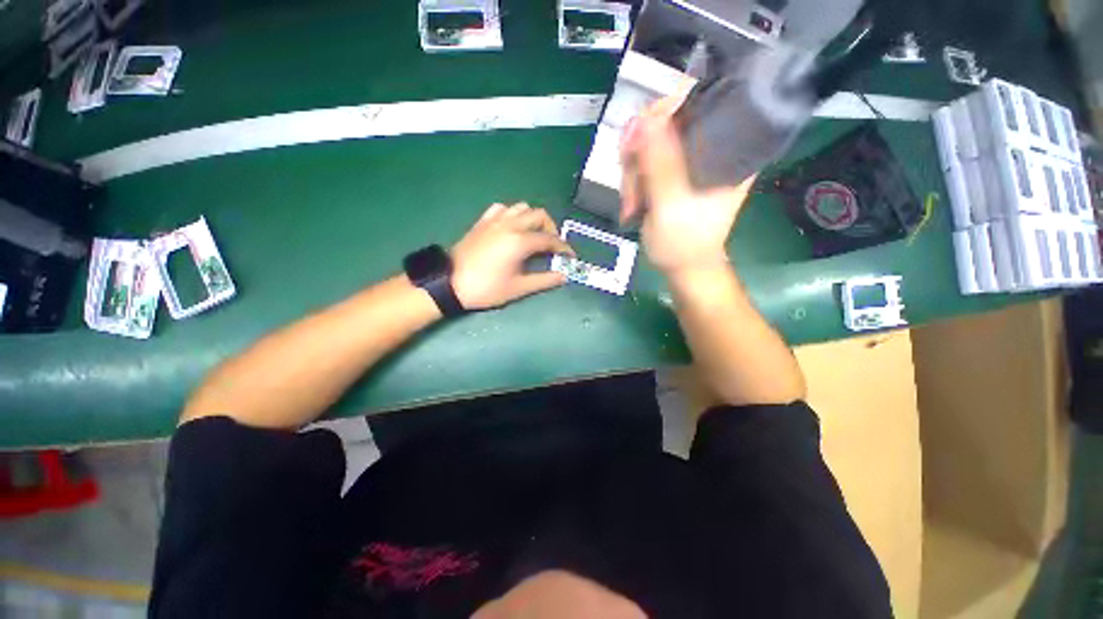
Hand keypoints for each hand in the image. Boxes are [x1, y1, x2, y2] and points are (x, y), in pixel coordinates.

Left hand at [451, 203, 574, 309]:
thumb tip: (563, 276)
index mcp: (520, 241)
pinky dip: (512, 215)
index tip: (570, 257)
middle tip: (552, 246)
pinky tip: (512, 227)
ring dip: (533, 219)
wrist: (450, 283)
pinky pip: (502, 209)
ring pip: (521, 207)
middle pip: (539, 215)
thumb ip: (544, 280)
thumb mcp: (518, 288)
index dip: (563, 248)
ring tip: (534, 235)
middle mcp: (510, 224)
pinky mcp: (482, 222)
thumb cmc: (486, 288)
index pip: (549, 239)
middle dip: (551, 229)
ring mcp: (495, 220)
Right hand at [619, 95, 754, 274]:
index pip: (701, 99)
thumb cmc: (684, 244)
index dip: (664, 109)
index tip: (638, 139)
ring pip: (651, 141)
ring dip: (632, 171)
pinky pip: (646, 159)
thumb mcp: (671, 206)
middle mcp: (711, 146)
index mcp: (727, 149)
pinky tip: (632, 200)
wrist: (683, 267)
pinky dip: (633, 178)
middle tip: (630, 185)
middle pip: (668, 120)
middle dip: (640, 152)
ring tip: (631, 203)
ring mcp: (690, 159)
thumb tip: (643, 120)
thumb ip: (659, 165)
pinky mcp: (674, 171)